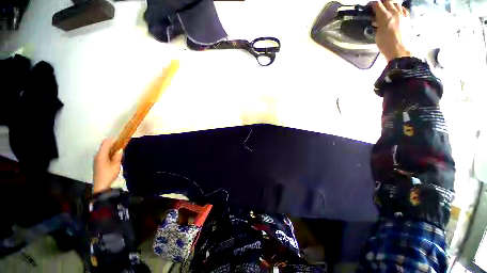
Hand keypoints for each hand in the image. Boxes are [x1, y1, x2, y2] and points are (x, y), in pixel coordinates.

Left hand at [93, 139, 122, 193]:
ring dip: (112, 149)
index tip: (123, 140)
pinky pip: (104, 154)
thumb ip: (118, 155)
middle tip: (123, 146)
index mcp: (101, 154)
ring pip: (104, 150)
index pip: (107, 142)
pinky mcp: (98, 162)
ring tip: (120, 152)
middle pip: (105, 145)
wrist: (101, 186)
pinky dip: (110, 153)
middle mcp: (97, 155)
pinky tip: (115, 157)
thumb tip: (120, 149)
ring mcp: (97, 159)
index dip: (114, 140)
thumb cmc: (109, 174)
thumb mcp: (116, 165)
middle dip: (114, 144)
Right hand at [371, 1, 411, 60]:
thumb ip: (378, 25)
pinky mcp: (408, 19)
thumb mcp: (377, 35)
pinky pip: (404, 9)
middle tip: (378, 5)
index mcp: (385, 17)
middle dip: (382, 2)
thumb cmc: (386, 45)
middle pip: (388, 2)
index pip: (377, 5)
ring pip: (397, 4)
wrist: (401, 51)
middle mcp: (394, 13)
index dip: (373, 4)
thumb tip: (377, 21)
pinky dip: (399, 8)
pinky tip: (398, 11)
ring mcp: (403, 15)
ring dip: (391, 4)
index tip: (370, 5)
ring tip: (387, 7)